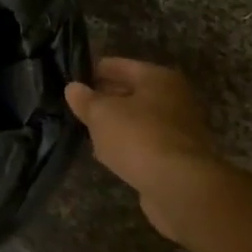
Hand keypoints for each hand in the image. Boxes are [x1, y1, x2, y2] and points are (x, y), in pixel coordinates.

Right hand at [64, 58, 217, 236]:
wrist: (179, 186)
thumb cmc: (138, 137)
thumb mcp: (101, 114)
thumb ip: (86, 99)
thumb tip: (73, 88)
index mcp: (158, 78)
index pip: (119, 66)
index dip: (94, 71)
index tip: (72, 79)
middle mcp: (174, 98)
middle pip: (132, 92)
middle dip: (106, 98)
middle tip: (78, 105)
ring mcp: (178, 129)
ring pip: (138, 119)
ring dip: (116, 124)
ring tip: (88, 130)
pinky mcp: (177, 157)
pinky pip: (144, 143)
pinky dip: (128, 145)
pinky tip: (108, 154)